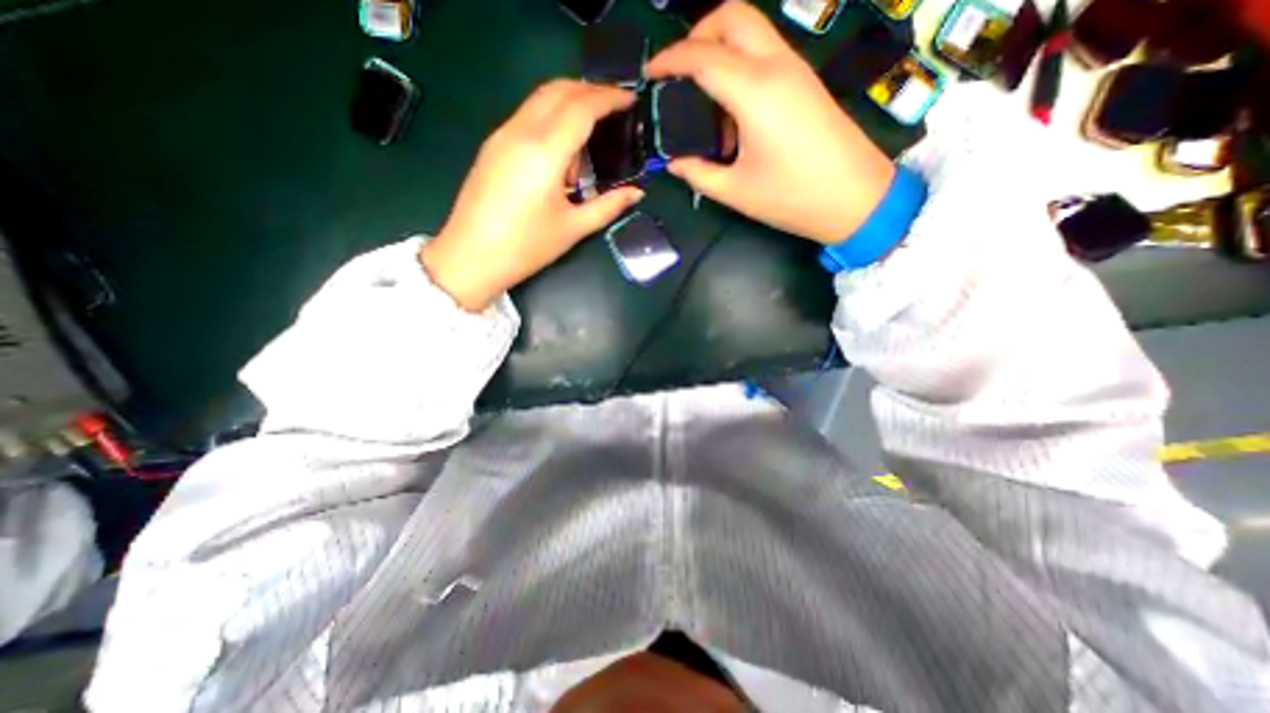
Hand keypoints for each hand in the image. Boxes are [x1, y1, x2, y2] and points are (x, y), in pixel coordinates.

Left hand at [423, 78, 645, 307]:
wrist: (471, 257)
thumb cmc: (526, 247)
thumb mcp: (573, 228)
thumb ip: (608, 206)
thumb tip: (636, 193)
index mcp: (544, 152)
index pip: (581, 107)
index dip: (609, 98)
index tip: (630, 100)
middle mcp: (520, 132)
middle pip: (558, 90)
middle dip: (590, 91)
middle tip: (614, 110)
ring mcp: (501, 135)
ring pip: (540, 100)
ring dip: (569, 108)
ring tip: (586, 151)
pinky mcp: (492, 145)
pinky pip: (527, 118)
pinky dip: (550, 122)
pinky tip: (560, 159)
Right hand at [646, 1, 891, 241]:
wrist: (855, 198)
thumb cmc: (792, 197)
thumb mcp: (735, 192)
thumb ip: (698, 173)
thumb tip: (674, 162)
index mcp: (754, 92)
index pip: (703, 55)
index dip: (670, 59)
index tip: (649, 73)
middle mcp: (775, 66)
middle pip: (732, 16)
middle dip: (698, 35)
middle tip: (678, 75)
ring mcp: (795, 69)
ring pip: (750, 30)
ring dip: (719, 49)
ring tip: (702, 99)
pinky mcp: (804, 81)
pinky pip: (765, 53)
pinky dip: (739, 66)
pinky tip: (731, 111)